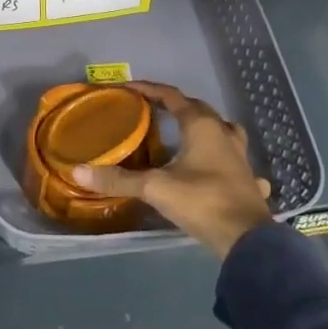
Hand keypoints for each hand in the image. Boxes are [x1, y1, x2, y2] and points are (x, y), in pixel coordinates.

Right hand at [73, 81, 273, 258]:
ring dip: (204, 126)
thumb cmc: (202, 202)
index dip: (149, 89)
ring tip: (186, 134)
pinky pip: (235, 158)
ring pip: (222, 129)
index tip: (127, 88)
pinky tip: (218, 168)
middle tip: (151, 110)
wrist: (247, 240)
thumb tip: (79, 170)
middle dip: (174, 106)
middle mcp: (223, 133)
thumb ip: (119, 179)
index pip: (171, 96)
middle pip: (198, 109)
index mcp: (202, 126)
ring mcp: (240, 156)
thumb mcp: (155, 188)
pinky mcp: (249, 178)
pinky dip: (224, 157)